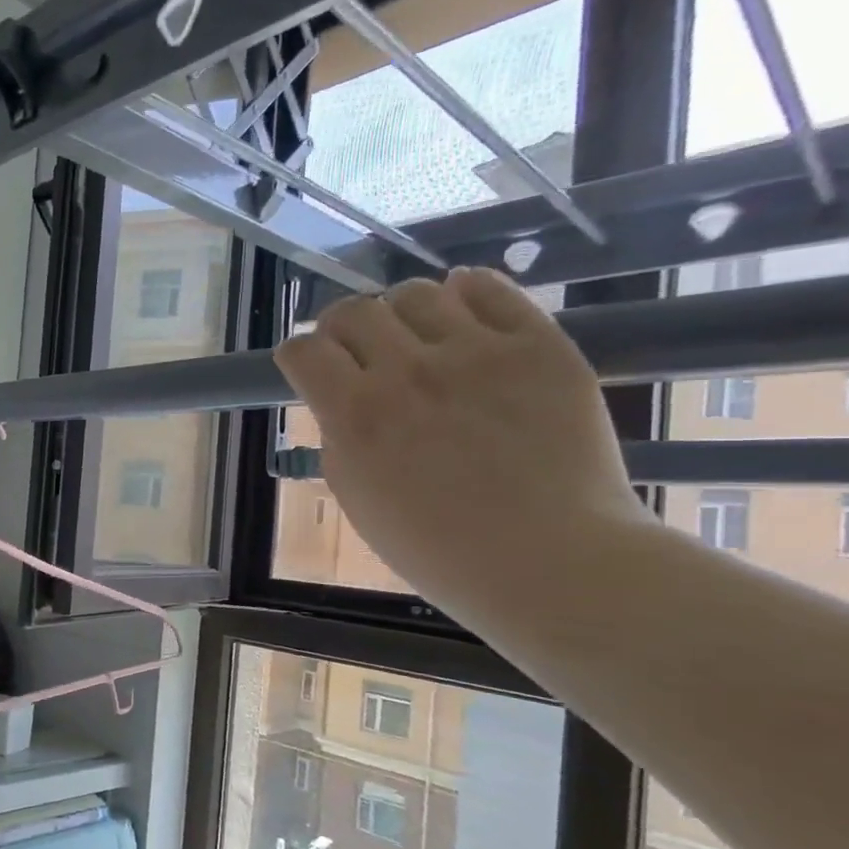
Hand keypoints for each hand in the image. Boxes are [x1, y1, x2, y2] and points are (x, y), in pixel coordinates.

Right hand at [273, 268, 652, 623]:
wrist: (549, 560)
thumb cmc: (438, 549)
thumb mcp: (358, 497)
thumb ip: (340, 438)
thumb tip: (343, 399)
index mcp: (356, 416)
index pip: (304, 351)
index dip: (299, 355)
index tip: (308, 365)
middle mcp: (407, 372)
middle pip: (353, 311)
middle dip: (343, 330)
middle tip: (358, 352)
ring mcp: (476, 352)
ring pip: (416, 294)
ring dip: (402, 314)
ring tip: (417, 340)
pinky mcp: (537, 344)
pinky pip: (489, 289)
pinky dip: (465, 295)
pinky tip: (462, 319)